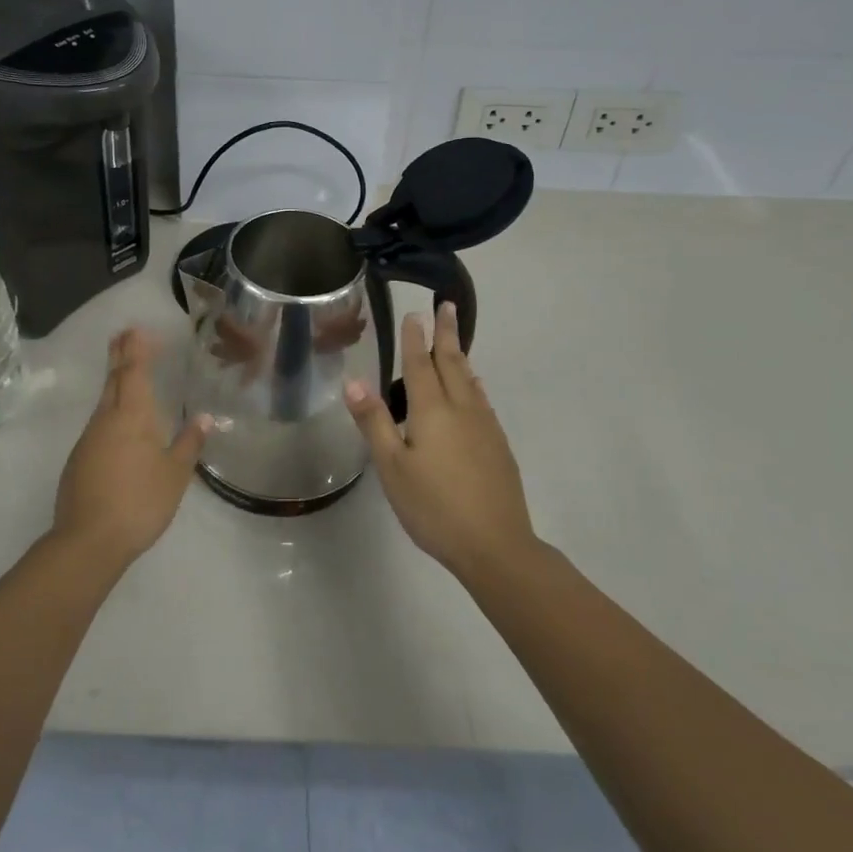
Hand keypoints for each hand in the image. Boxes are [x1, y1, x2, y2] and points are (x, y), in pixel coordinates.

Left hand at [53, 328, 212, 568]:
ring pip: (103, 402)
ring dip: (114, 383)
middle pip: (113, 380)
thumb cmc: (140, 501)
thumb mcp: (175, 474)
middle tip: (123, 335)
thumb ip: (189, 443)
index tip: (136, 329)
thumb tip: (205, 417)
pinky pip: (98, 424)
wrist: (89, 540)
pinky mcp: (79, 460)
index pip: (133, 372)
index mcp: (132, 416)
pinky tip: (119, 424)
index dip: (136, 349)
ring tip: (125, 374)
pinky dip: (110, 411)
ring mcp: (88, 439)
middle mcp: (106, 420)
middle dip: (119, 356)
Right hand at [344, 302, 534, 577]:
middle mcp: (462, 409)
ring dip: (461, 356)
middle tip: (448, 306)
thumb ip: (374, 422)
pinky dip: (473, 384)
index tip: (415, 313)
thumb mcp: (393, 467)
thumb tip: (353, 380)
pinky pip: (482, 401)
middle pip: (453, 363)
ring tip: (456, 342)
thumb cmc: (435, 507)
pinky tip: (474, 391)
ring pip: (471, 381)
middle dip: (447, 334)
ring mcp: (485, 427)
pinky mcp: (498, 446)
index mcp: (433, 411)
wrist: (496, 545)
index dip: (416, 338)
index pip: (420, 365)